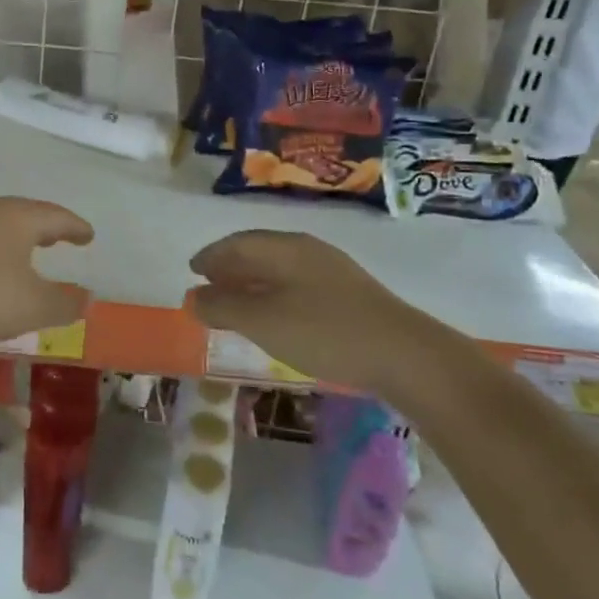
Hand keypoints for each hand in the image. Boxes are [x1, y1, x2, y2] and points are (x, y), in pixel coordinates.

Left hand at [0, 198, 93, 366]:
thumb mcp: (31, 307)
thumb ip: (64, 302)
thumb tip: (86, 296)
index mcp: (18, 218)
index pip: (56, 217)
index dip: (76, 227)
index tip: (89, 235)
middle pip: (26, 214)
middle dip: (47, 226)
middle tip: (62, 238)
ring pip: (0, 226)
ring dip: (20, 237)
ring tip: (31, 252)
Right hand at [188, 230, 451, 394]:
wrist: (406, 356)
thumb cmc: (324, 332)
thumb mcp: (262, 321)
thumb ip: (223, 307)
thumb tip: (193, 297)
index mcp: (285, 248)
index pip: (238, 243)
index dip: (211, 255)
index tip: (193, 270)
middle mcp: (308, 250)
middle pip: (260, 252)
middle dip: (231, 267)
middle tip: (210, 285)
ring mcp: (333, 272)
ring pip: (280, 269)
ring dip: (253, 282)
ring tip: (237, 302)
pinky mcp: (350, 295)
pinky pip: (298, 285)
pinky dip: (275, 294)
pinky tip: (276, 316)